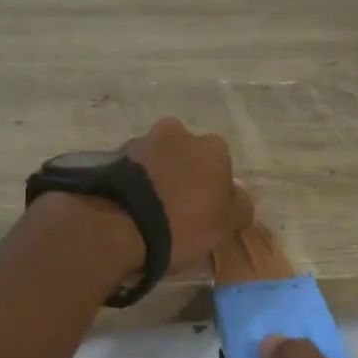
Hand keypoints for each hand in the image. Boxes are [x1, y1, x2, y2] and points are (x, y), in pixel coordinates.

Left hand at [125, 118, 252, 272]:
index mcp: (214, 147)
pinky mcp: (116, 155)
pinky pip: (135, 169)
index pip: (222, 167)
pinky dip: (137, 181)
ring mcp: (146, 141)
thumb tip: (239, 195)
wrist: (124, 225)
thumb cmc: (185, 224)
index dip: (215, 189)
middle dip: (186, 173)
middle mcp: (181, 133)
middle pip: (189, 155)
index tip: (206, 211)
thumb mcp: (226, 225)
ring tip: (152, 207)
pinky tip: (134, 204)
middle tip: (179, 206)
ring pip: (160, 158)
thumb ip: (240, 205)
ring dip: (160, 174)